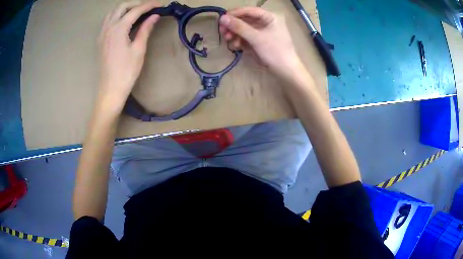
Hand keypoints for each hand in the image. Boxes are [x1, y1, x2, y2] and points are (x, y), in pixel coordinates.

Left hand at [98, 0, 159, 103]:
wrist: (110, 90)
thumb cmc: (126, 72)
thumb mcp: (138, 50)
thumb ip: (145, 29)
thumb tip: (154, 16)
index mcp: (118, 29)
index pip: (135, 11)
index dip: (148, 5)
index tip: (159, 4)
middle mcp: (108, 28)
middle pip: (121, 7)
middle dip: (136, 4)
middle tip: (148, 8)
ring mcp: (102, 34)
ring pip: (112, 13)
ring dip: (125, 9)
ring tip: (136, 13)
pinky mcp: (100, 41)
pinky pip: (107, 21)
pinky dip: (117, 16)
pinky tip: (124, 22)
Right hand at [219, 7, 301, 79]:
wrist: (286, 71)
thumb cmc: (275, 51)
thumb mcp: (256, 38)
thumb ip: (239, 27)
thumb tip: (222, 18)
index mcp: (270, 17)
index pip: (249, 10)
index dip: (235, 13)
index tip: (222, 19)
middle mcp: (266, 22)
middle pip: (245, 19)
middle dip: (233, 26)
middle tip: (222, 31)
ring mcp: (262, 32)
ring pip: (244, 29)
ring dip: (235, 34)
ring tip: (229, 41)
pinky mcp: (259, 41)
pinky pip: (246, 37)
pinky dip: (240, 40)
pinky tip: (236, 46)